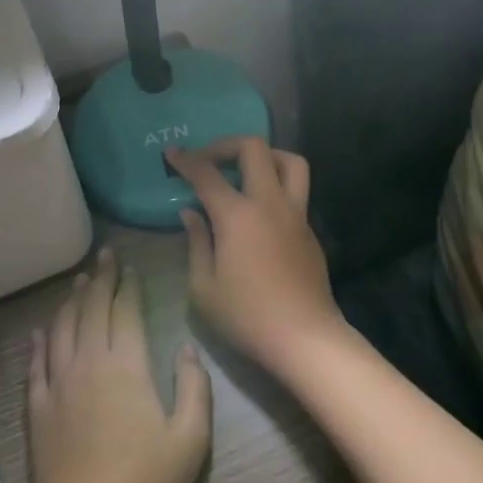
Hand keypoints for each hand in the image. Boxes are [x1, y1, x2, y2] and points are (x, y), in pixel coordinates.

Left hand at [27, 249, 210, 482]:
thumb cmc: (146, 482)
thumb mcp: (191, 438)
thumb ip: (194, 386)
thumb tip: (187, 347)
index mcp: (126, 365)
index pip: (126, 312)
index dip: (129, 286)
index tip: (131, 268)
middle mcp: (89, 363)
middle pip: (92, 309)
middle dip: (101, 279)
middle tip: (105, 257)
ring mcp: (59, 384)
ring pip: (63, 328)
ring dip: (72, 301)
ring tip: (79, 281)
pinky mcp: (38, 407)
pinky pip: (37, 364)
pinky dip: (39, 342)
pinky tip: (41, 330)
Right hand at [167, 139, 344, 374]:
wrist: (305, 338)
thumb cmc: (247, 316)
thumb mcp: (203, 287)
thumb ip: (196, 242)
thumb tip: (191, 213)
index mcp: (238, 215)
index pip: (207, 174)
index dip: (186, 160)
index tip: (172, 153)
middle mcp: (270, 203)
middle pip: (254, 149)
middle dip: (226, 145)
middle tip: (208, 159)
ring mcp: (296, 214)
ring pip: (289, 161)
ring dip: (265, 156)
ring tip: (244, 170)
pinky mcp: (309, 229)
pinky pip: (297, 190)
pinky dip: (276, 184)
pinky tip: (259, 209)